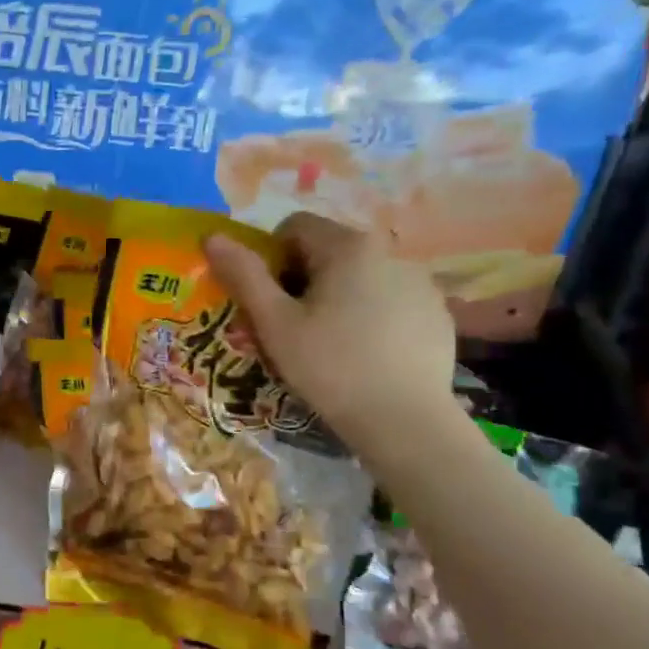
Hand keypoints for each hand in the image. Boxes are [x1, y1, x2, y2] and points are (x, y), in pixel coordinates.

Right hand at [204, 212, 456, 447]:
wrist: (405, 421)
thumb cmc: (330, 367)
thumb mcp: (275, 323)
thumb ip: (244, 274)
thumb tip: (212, 236)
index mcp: (348, 246)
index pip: (294, 227)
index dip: (271, 258)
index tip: (270, 300)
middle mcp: (390, 250)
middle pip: (328, 250)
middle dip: (303, 279)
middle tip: (293, 327)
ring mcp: (420, 281)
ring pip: (360, 276)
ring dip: (338, 296)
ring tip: (332, 344)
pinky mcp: (436, 311)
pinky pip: (390, 299)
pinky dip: (372, 315)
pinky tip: (366, 354)